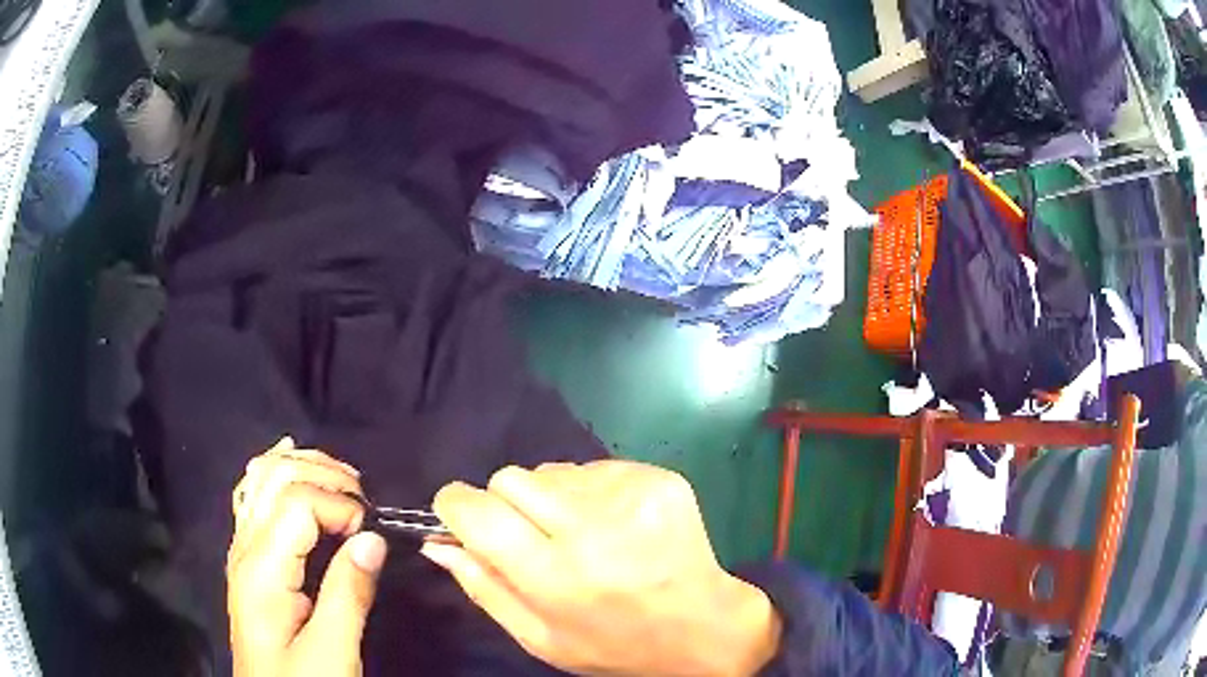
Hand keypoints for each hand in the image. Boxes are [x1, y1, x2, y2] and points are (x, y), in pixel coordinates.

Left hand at [227, 437, 387, 676]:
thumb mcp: (333, 652)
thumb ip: (349, 594)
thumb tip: (372, 538)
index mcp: (262, 569)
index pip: (296, 502)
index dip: (339, 504)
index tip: (371, 531)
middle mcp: (245, 547)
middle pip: (275, 476)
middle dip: (323, 473)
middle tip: (363, 497)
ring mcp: (242, 549)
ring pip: (261, 477)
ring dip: (303, 465)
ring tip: (341, 477)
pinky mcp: (249, 558)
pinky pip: (254, 495)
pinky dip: (275, 470)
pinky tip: (288, 456)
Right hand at [424, 460, 780, 676]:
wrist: (704, 628)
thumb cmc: (614, 646)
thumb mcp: (540, 638)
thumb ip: (483, 588)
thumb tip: (438, 543)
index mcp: (555, 576)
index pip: (478, 511)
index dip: (455, 506)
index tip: (459, 516)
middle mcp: (591, 529)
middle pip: (510, 478)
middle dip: (505, 503)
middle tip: (532, 536)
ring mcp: (631, 496)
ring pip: (552, 470)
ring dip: (551, 498)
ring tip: (582, 536)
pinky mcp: (658, 478)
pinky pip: (594, 468)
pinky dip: (590, 493)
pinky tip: (614, 526)